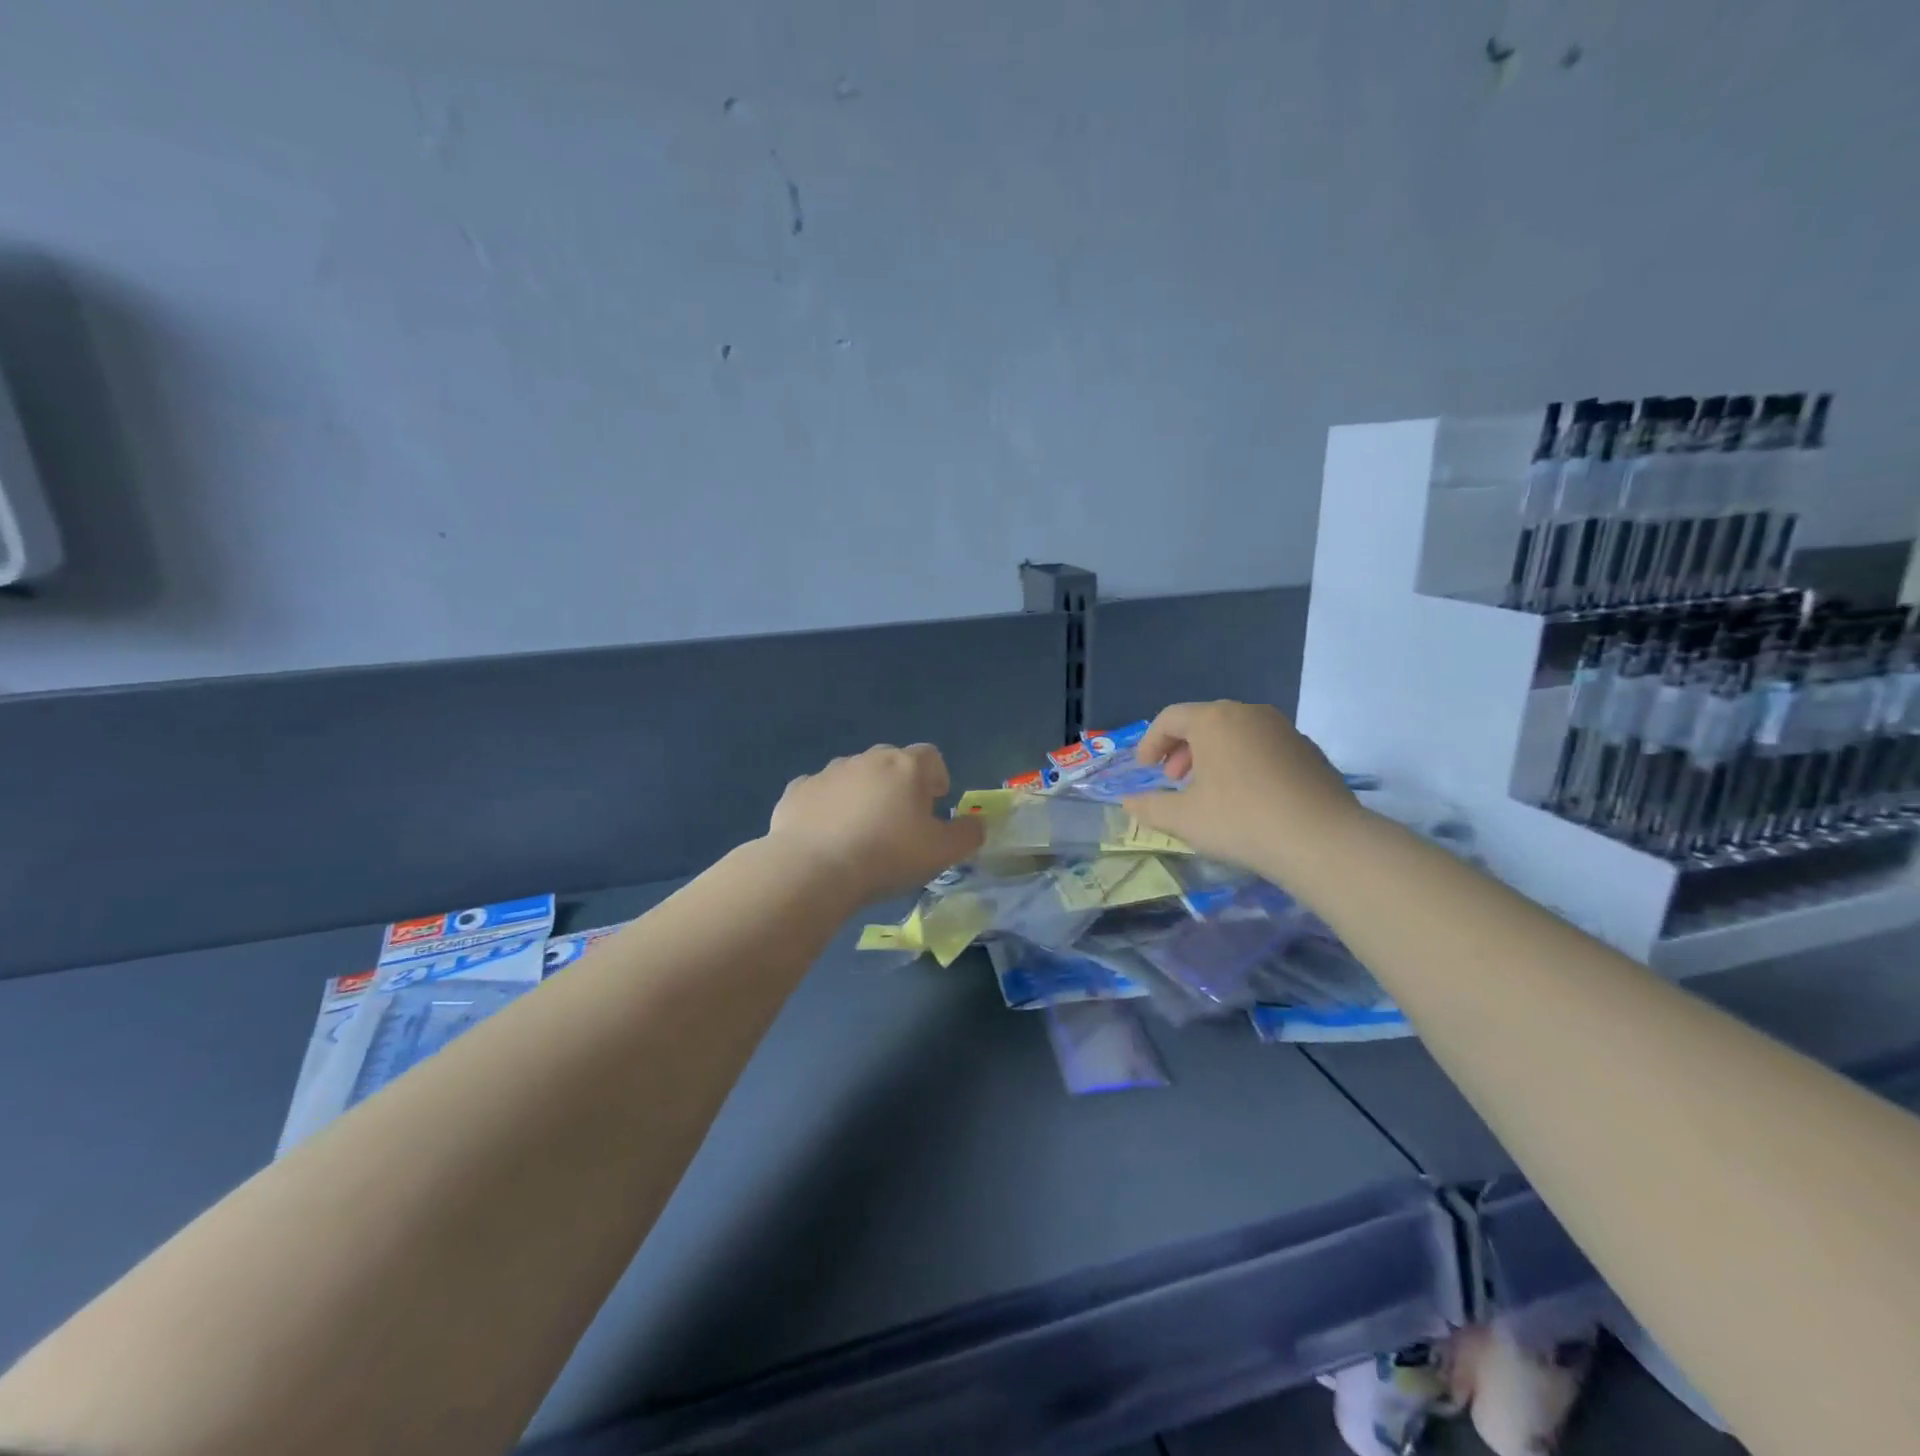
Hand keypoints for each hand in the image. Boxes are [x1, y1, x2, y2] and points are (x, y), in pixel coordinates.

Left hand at [768, 744, 984, 902]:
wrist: (813, 869)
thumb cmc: (887, 856)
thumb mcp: (942, 853)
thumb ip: (967, 835)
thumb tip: (977, 824)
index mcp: (906, 766)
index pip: (931, 756)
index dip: (936, 778)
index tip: (934, 806)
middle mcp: (867, 759)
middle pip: (891, 763)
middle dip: (898, 786)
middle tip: (900, 823)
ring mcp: (828, 772)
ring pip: (853, 776)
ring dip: (862, 795)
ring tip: (861, 833)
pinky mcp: (797, 790)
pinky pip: (819, 793)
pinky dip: (826, 807)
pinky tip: (826, 836)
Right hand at [1120, 701, 1358, 880]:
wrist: (1321, 840)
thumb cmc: (1240, 820)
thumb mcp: (1183, 818)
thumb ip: (1149, 806)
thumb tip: (1128, 801)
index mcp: (1214, 719)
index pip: (1170, 718)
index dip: (1151, 742)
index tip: (1146, 770)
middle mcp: (1249, 714)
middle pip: (1205, 721)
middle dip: (1182, 749)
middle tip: (1175, 780)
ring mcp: (1284, 730)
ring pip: (1236, 734)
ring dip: (1214, 757)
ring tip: (1209, 791)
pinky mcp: (1309, 751)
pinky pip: (1264, 749)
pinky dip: (1245, 764)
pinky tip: (1248, 799)